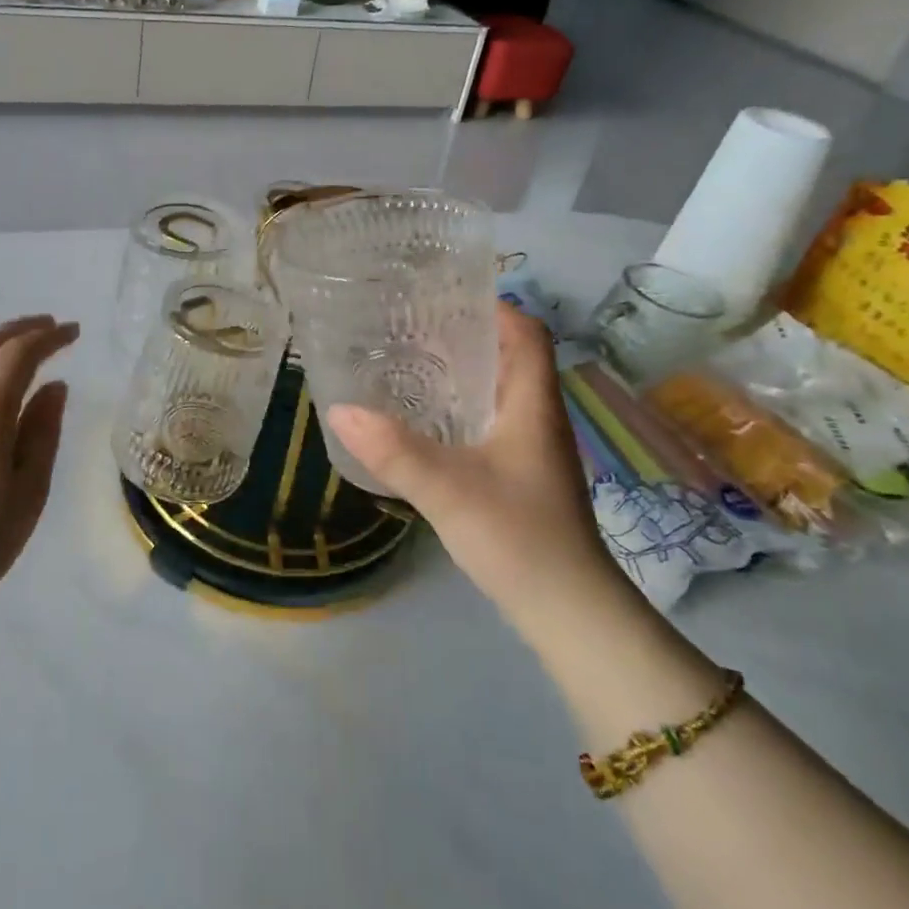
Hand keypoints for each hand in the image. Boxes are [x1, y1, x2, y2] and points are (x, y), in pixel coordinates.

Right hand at [326, 303, 619, 635]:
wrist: (569, 613)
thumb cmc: (519, 537)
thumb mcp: (448, 489)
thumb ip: (393, 450)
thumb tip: (339, 409)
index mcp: (533, 404)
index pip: (529, 334)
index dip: (496, 307)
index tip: (447, 294)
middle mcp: (539, 418)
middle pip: (511, 357)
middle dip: (467, 334)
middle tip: (412, 325)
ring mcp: (534, 449)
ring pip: (500, 391)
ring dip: (463, 371)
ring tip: (411, 362)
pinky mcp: (522, 475)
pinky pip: (492, 421)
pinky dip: (462, 408)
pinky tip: (426, 421)